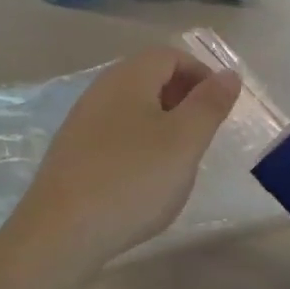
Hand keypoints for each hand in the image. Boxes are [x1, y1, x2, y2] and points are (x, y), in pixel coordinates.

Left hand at [13, 47, 241, 268]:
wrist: (61, 232)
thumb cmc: (132, 179)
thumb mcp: (184, 141)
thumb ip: (209, 104)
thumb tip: (228, 74)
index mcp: (128, 78)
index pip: (170, 55)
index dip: (201, 73)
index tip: (220, 107)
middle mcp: (100, 90)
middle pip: (149, 77)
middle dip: (182, 97)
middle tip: (203, 133)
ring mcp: (81, 122)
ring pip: (132, 108)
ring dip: (162, 123)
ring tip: (178, 159)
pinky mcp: (72, 154)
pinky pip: (115, 134)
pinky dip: (138, 144)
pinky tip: (144, 179)